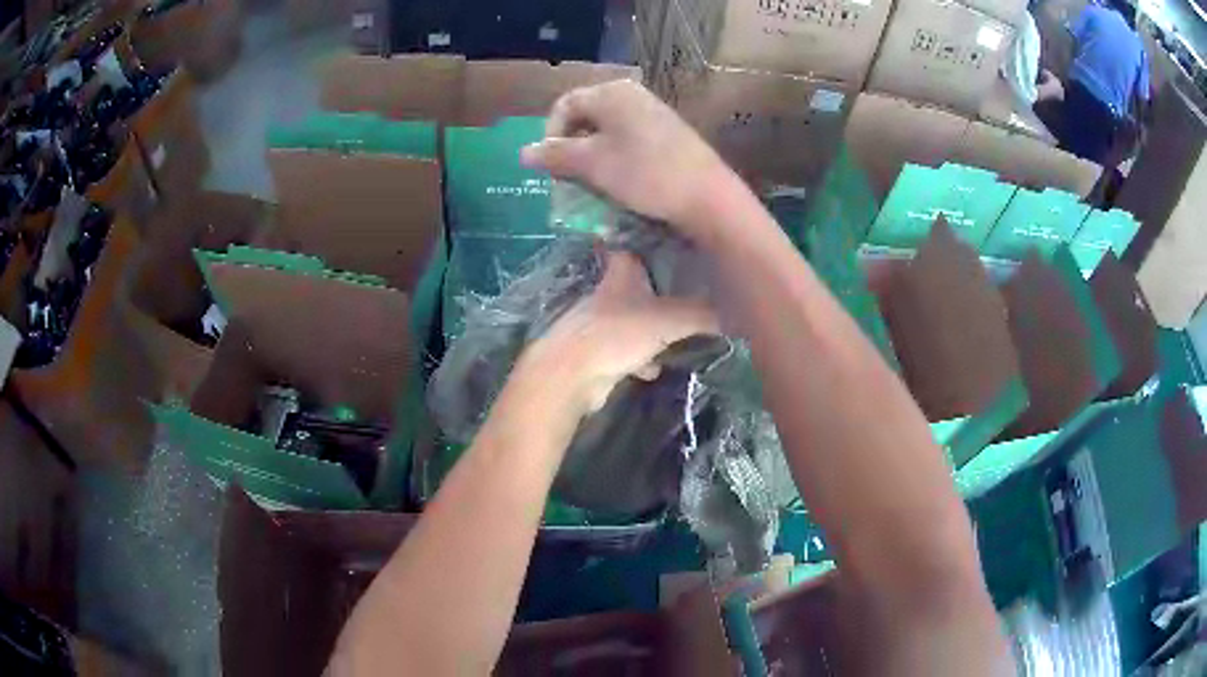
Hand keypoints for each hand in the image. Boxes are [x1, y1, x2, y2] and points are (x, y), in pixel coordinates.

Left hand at [518, 250, 718, 416]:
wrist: (572, 375)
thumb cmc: (618, 334)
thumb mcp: (670, 320)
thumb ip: (704, 315)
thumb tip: (739, 313)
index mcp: (622, 274)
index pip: (635, 246)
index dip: (651, 241)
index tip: (675, 240)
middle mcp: (609, 294)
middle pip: (638, 284)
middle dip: (660, 289)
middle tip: (690, 293)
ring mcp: (600, 324)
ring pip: (633, 319)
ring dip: (652, 327)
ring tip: (680, 333)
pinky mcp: (597, 353)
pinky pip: (625, 350)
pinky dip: (640, 358)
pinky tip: (653, 368)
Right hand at [519, 80, 739, 236]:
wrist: (708, 197)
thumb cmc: (644, 174)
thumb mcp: (592, 165)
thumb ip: (555, 155)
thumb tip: (523, 153)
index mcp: (611, 92)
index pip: (564, 105)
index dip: (550, 135)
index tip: (551, 168)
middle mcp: (631, 94)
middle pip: (585, 116)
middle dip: (570, 147)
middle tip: (568, 178)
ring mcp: (652, 113)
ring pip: (605, 130)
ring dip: (591, 156)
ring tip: (592, 183)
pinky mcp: (667, 133)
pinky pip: (627, 140)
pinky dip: (614, 158)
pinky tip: (619, 181)